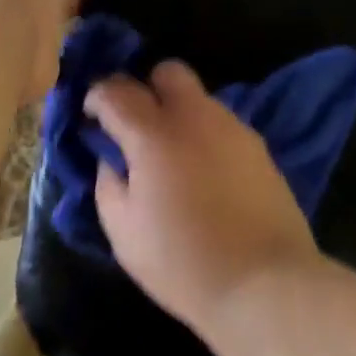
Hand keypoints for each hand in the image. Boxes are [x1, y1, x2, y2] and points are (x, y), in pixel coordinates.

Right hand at [85, 61, 321, 329]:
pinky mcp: (260, 147)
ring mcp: (234, 129)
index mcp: (154, 134)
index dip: (97, 97)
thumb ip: (107, 183)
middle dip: (146, 88)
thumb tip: (111, 159)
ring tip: (172, 158)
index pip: (116, 90)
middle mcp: (196, 117)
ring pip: (199, 98)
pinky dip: (205, 135)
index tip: (92, 118)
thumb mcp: (123, 232)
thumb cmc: (183, 263)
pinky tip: (205, 173)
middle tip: (136, 127)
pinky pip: (222, 125)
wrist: (264, 283)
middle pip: (168, 72)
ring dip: (178, 114)